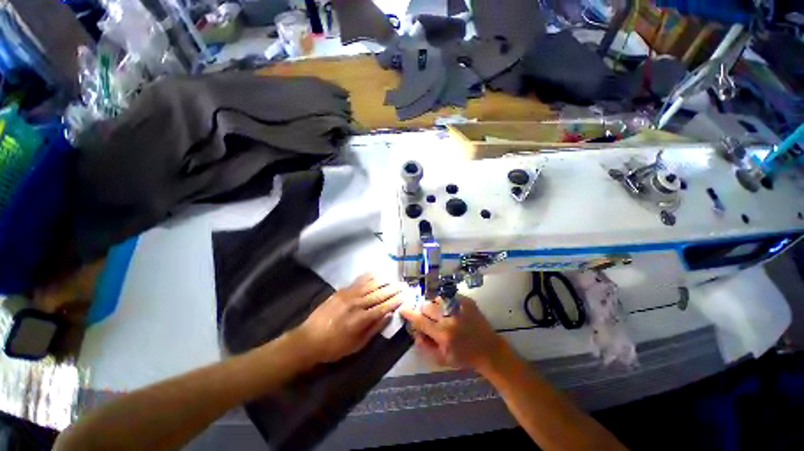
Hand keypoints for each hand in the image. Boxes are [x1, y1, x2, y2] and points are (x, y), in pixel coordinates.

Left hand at [293, 273, 407, 363]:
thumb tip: (388, 316)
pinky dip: (367, 276)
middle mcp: (357, 304)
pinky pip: (357, 281)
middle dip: (392, 289)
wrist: (308, 339)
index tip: (404, 296)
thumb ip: (374, 329)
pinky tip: (375, 273)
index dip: (395, 301)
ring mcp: (348, 295)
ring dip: (383, 281)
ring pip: (370, 285)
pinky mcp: (341, 291)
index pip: (383, 307)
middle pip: (379, 294)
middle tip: (403, 285)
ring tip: (393, 279)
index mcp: (361, 319)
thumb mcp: (356, 345)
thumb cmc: (334, 347)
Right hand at [400, 295, 505, 370]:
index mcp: (443, 334)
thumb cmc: (464, 357)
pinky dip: (445, 302)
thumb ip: (424, 347)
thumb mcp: (442, 359)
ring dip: (434, 305)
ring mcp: (459, 307)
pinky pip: (448, 296)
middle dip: (423, 311)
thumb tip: (414, 332)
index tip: (403, 308)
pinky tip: (450, 310)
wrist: (489, 350)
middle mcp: (450, 318)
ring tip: (440, 313)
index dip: (409, 313)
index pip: (420, 320)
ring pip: (436, 299)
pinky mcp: (467, 300)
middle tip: (428, 317)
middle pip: (426, 306)